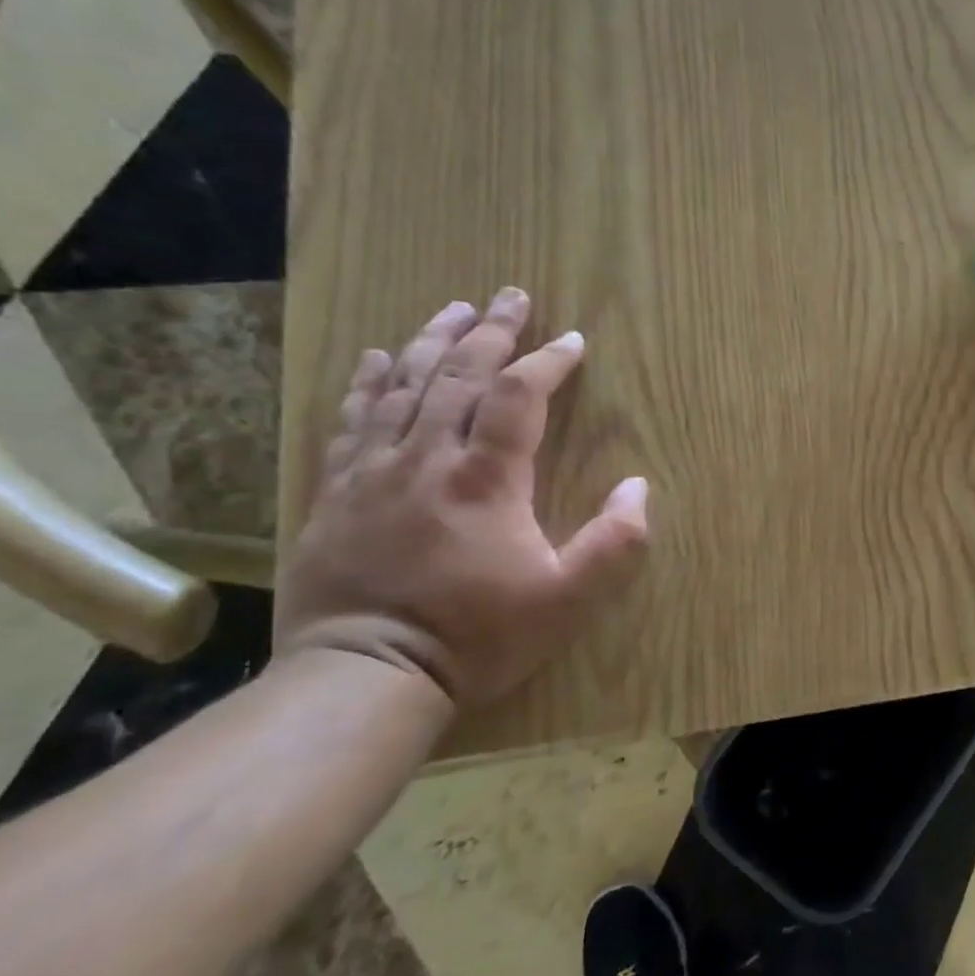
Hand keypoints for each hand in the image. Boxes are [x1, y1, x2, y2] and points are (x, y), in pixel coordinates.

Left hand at [274, 288, 648, 706]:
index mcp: (485, 479)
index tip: (572, 341)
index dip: (548, 361)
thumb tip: (638, 487)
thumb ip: (615, 543)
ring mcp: (374, 472)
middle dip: (490, 332)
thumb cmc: (477, 636)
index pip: (519, 396)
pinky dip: (367, 382)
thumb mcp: (568, 600)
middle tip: (510, 297)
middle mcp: (427, 459)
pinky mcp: (337, 493)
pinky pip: (352, 420)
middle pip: (458, 376)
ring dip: (431, 341)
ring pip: (401, 386)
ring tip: (453, 310)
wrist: (364, 678)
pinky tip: (375, 358)